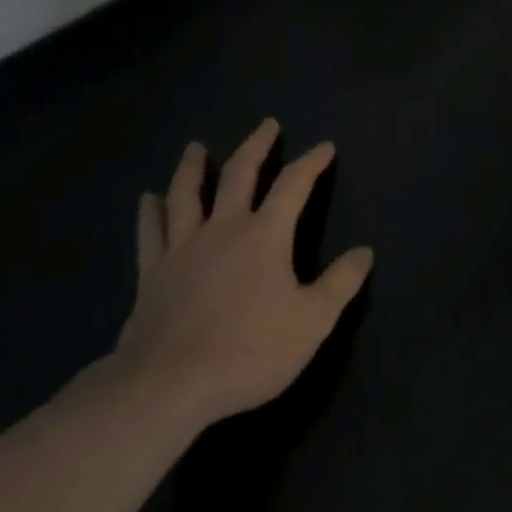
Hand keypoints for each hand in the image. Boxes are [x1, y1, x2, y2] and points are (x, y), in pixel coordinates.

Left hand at [113, 120, 373, 425]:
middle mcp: (223, 228)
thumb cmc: (248, 351)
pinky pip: (150, 234)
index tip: (325, 146)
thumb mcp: (311, 321)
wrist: (167, 387)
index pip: (294, 184)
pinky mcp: (152, 274)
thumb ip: (340, 283)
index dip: (312, 162)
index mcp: (265, 234)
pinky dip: (150, 213)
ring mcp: (183, 249)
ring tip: (196, 147)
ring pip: (187, 195)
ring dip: (194, 168)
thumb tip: (364, 252)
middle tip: (267, 125)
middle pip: (240, 174)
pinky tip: (147, 200)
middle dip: (257, 146)